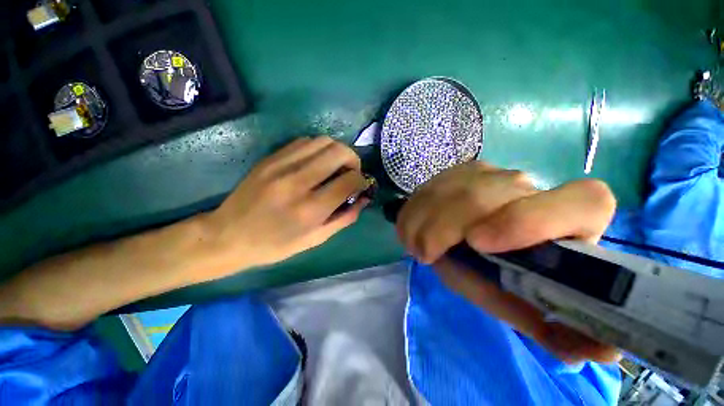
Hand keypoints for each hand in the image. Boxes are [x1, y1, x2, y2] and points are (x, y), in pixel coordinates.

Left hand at [204, 136, 369, 270]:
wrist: (228, 236)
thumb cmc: (275, 245)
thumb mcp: (315, 239)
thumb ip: (344, 218)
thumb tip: (364, 198)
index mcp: (310, 209)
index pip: (349, 180)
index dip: (362, 180)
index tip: (361, 185)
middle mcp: (297, 182)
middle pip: (339, 152)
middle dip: (353, 160)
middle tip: (351, 172)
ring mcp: (281, 165)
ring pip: (323, 141)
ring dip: (337, 151)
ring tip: (335, 166)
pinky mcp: (270, 158)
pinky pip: (304, 142)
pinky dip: (318, 149)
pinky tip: (316, 163)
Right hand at [397, 161, 619, 362]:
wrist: (461, 233)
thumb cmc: (495, 272)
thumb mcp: (516, 301)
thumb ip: (552, 326)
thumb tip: (605, 353)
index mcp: (567, 220)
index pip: (585, 202)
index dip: (531, 221)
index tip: (479, 244)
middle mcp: (529, 187)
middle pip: (488, 194)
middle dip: (447, 227)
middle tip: (427, 254)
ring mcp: (490, 172)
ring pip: (452, 188)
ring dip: (425, 222)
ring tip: (418, 247)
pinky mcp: (459, 171)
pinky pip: (430, 188)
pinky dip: (415, 212)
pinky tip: (415, 228)